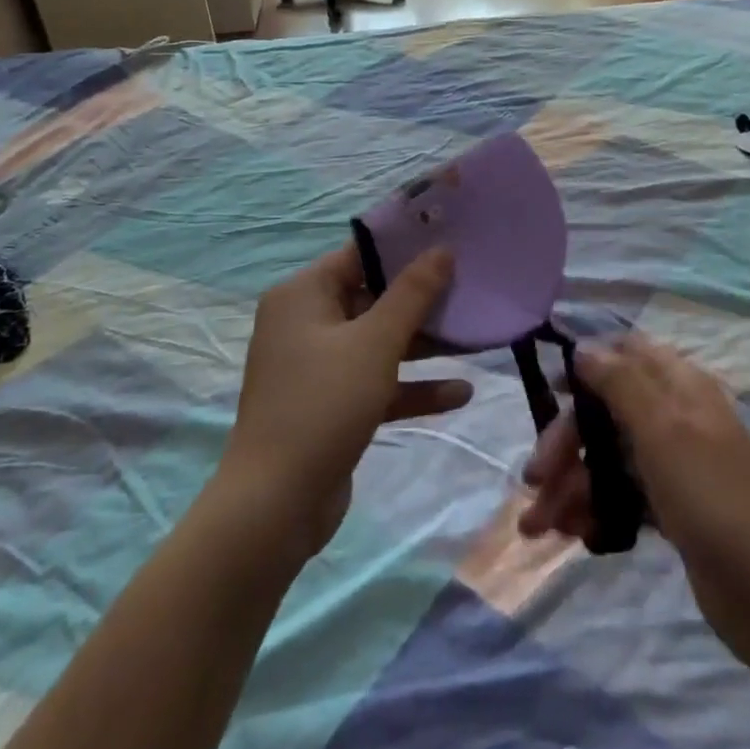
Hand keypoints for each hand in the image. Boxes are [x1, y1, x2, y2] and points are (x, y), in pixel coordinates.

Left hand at [221, 245, 470, 563]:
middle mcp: (306, 323)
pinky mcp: (331, 405)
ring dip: (424, 344)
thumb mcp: (375, 343)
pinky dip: (412, 385)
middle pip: (373, 297)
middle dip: (423, 300)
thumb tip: (442, 249)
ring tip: (474, 337)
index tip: (451, 241)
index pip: (360, 255)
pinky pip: (377, 381)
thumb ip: (412, 293)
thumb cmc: (324, 405)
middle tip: (471, 287)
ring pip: (379, 342)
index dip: (406, 247)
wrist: (275, 507)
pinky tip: (460, 393)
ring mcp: (318, 366)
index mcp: (304, 295)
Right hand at [518, 334, 749, 672]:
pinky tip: (573, 534)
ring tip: (539, 526)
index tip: (549, 390)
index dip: (586, 366)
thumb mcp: (663, 428)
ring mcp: (674, 463)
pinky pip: (622, 494)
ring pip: (609, 456)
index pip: (627, 353)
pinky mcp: (672, 507)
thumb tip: (583, 346)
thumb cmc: (712, 496)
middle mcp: (675, 415)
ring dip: (571, 483)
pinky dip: (594, 507)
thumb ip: (621, 381)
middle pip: (607, 410)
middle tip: (533, 480)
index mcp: (680, 385)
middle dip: (565, 441)